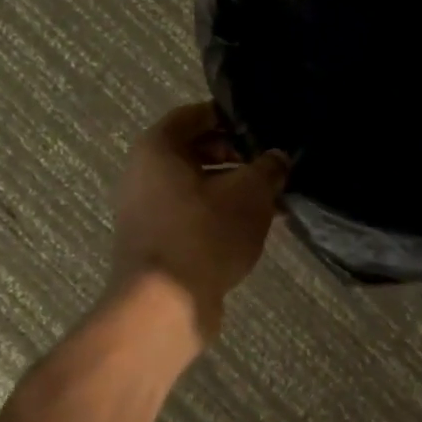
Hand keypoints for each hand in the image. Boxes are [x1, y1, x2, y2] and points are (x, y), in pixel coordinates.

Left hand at [108, 103, 289, 342]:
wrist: (163, 306)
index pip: (194, 114)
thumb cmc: (204, 233)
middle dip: (236, 156)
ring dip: (232, 188)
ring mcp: (145, 210)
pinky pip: (191, 214)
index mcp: (158, 147)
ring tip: (272, 199)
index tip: (260, 128)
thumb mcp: (250, 193)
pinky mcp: (155, 242)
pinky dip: (219, 214)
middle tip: (270, 165)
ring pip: (196, 186)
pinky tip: (253, 228)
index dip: (229, 117)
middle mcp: (143, 173)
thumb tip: (277, 158)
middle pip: (195, 150)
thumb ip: (268, 167)